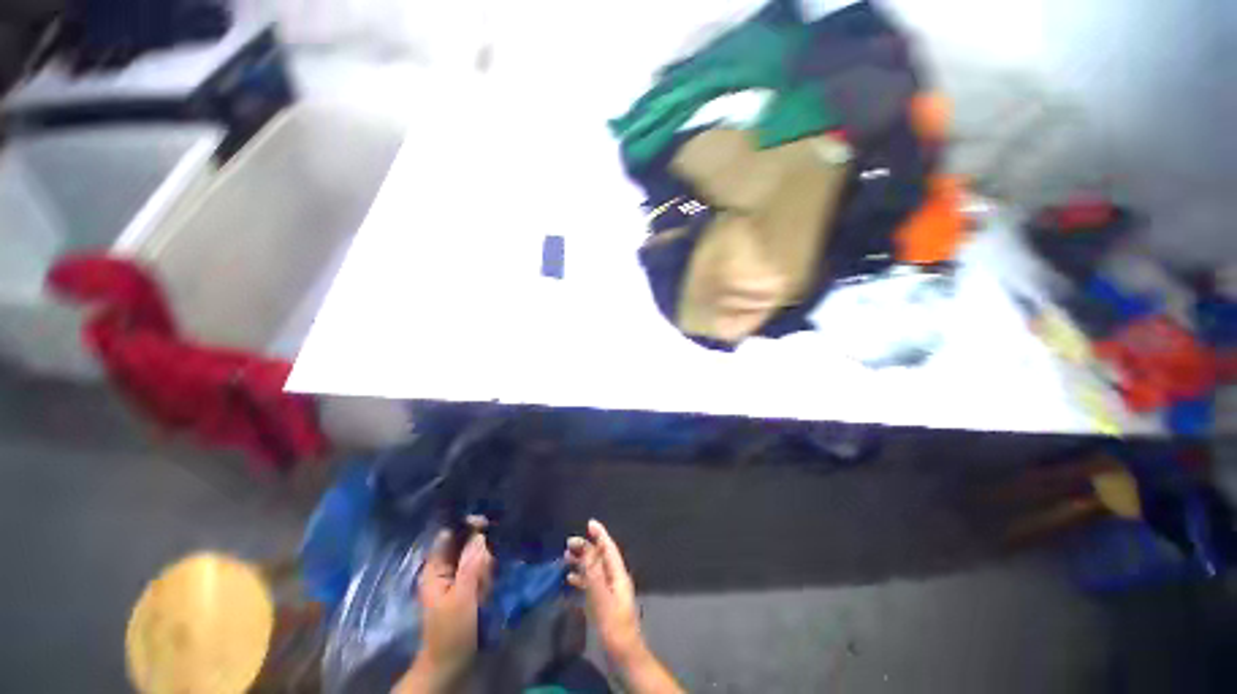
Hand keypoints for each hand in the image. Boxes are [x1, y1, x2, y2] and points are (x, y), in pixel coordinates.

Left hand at [397, 528, 492, 693]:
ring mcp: (458, 577)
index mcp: (435, 568)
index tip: (487, 523)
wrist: (452, 664)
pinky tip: (486, 595)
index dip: (467, 525)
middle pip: (468, 544)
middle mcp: (446, 568)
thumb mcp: (461, 597)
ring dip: (486, 571)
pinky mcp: (469, 586)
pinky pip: (483, 571)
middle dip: (481, 556)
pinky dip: (488, 579)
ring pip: (479, 557)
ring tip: (482, 592)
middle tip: (483, 577)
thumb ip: (471, 564)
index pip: (449, 534)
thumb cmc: (451, 631)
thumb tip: (479, 533)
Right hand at [565, 520, 644, 665]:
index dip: (600, 534)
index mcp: (618, 575)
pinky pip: (592, 584)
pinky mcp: (604, 604)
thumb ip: (594, 572)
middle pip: (600, 557)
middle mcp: (615, 579)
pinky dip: (582, 579)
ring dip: (582, 562)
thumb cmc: (614, 626)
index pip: (609, 548)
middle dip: (587, 547)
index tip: (590, 523)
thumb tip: (587, 547)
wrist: (624, 656)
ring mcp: (610, 592)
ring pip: (595, 570)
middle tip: (568, 543)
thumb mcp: (602, 598)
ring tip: (566, 558)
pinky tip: (570, 580)